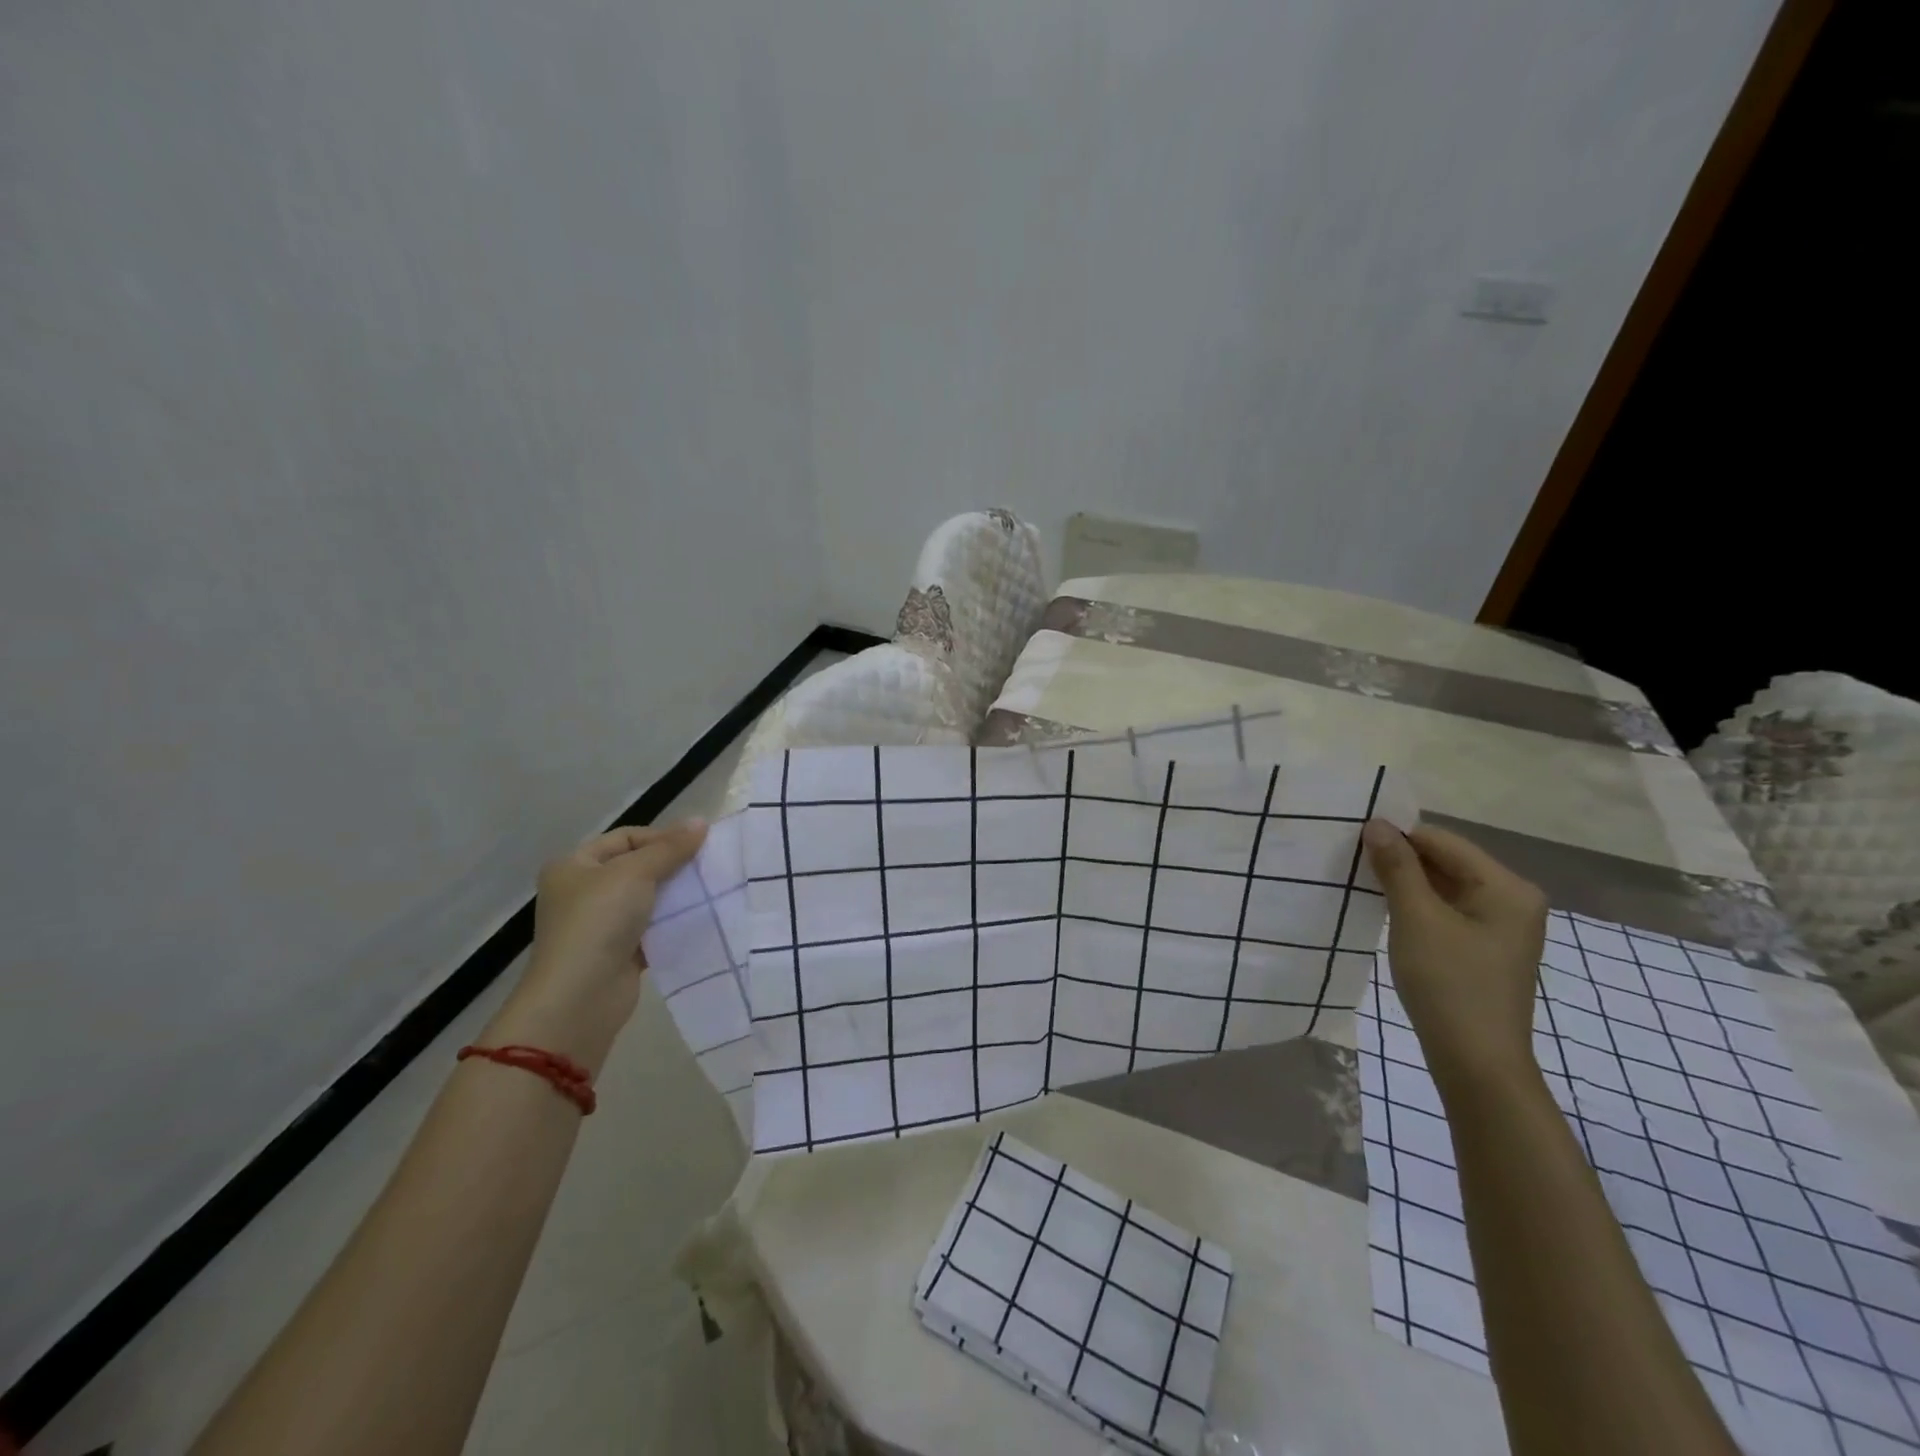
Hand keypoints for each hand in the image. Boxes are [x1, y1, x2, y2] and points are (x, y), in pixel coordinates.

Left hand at [485, 820, 706, 1073]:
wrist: (580, 997)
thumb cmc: (598, 921)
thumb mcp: (635, 873)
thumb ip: (670, 848)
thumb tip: (701, 821)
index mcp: (574, 866)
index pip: (626, 838)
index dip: (662, 837)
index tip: (698, 845)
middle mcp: (583, 892)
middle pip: (638, 867)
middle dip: (673, 865)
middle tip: (710, 865)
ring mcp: (601, 924)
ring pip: (648, 898)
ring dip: (677, 894)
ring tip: (712, 889)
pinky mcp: (620, 952)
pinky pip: (653, 928)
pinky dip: (674, 923)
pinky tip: (701, 918)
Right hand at [1362, 820, 1547, 1097]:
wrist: (1476, 1062)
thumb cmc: (1449, 984)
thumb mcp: (1416, 919)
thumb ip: (1397, 867)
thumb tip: (1376, 824)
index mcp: (1507, 887)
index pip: (1443, 841)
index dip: (1398, 837)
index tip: (1352, 841)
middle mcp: (1513, 899)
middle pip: (1447, 861)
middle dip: (1401, 860)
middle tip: (1351, 860)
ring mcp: (1501, 926)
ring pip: (1445, 886)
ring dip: (1406, 883)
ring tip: (1362, 882)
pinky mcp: (1485, 947)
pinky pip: (1447, 910)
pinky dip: (1417, 906)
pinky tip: (1386, 910)